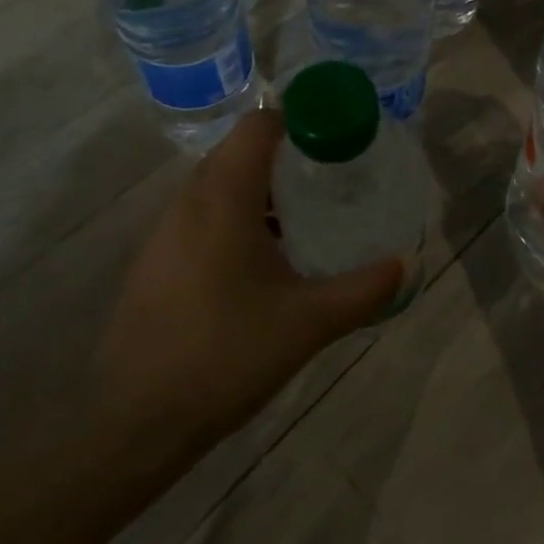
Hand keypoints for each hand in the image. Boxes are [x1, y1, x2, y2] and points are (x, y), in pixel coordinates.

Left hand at [101, 109, 403, 451]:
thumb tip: (406, 264)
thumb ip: (364, 289)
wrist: (137, 422)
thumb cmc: (227, 355)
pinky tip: (264, 264)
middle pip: (240, 152)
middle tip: (331, 181)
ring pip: (219, 187)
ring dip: (261, 191)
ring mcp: (165, 233)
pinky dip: (237, 219)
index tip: (338, 142)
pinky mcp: (156, 262)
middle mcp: (189, 202)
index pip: (259, 126)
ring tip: (305, 220)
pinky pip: (203, 218)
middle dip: (287, 158)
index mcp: (223, 199)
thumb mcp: (308, 322)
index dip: (301, 121)